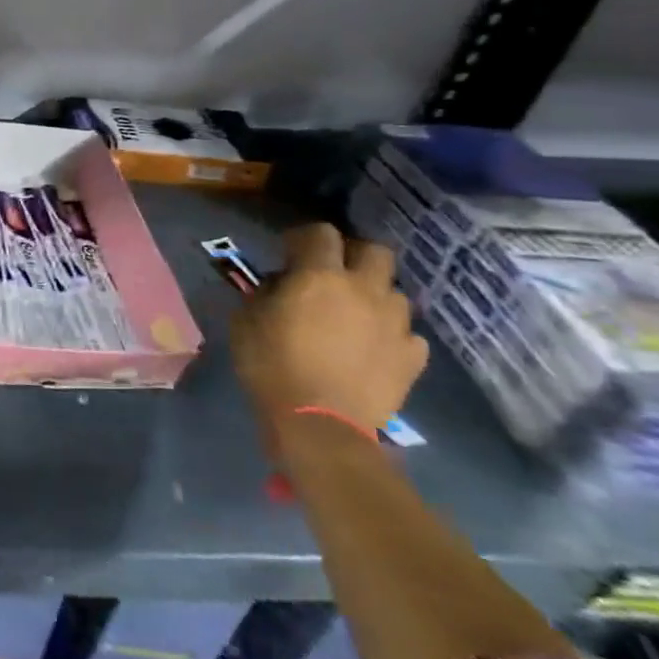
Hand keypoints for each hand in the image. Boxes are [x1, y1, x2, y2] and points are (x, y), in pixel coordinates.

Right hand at [230, 223, 427, 435]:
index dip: (304, 237)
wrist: (319, 424)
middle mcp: (364, 289)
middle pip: (375, 251)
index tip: (289, 252)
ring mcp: (395, 323)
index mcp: (319, 276)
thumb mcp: (246, 320)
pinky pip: (407, 332)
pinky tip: (372, 348)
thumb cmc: (272, 366)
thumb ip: (266, 293)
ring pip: (394, 291)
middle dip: (353, 255)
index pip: (321, 233)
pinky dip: (390, 334)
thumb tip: (282, 285)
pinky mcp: (413, 356)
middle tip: (332, 274)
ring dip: (373, 296)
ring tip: (354, 315)